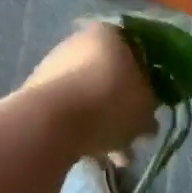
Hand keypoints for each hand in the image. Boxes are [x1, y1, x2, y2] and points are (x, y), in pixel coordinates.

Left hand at [24, 22, 157, 157]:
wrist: (52, 122)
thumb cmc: (109, 101)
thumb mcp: (146, 103)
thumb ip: (150, 101)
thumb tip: (145, 107)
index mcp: (108, 33)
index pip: (135, 49)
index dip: (148, 76)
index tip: (154, 100)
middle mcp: (79, 42)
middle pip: (110, 75)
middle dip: (125, 107)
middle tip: (138, 133)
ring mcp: (55, 68)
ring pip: (91, 98)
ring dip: (107, 126)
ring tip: (121, 159)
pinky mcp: (38, 96)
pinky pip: (70, 113)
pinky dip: (84, 132)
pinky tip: (97, 158)